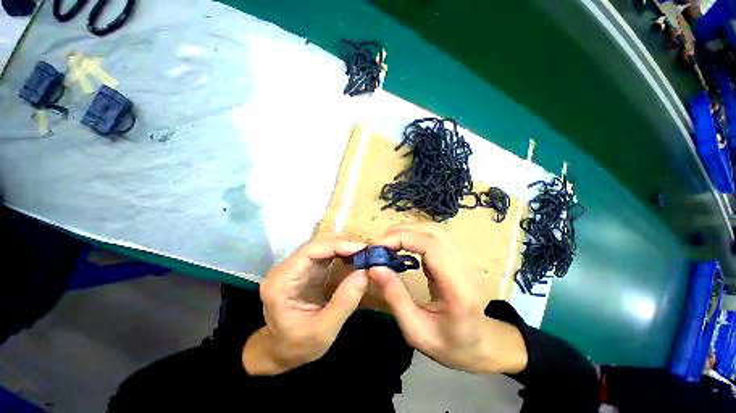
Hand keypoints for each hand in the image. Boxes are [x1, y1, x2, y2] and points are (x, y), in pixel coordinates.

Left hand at [243, 238, 368, 374]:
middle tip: (366, 251)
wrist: (279, 352)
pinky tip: (353, 258)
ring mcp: (294, 268)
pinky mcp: (304, 270)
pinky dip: (340, 254)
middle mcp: (284, 269)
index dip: (336, 245)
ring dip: (342, 248)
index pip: (309, 251)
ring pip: (320, 247)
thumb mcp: (323, 331)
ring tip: (363, 254)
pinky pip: (323, 255)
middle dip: (342, 245)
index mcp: (281, 282)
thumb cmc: (297, 346)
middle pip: (316, 246)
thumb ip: (344, 302)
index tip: (361, 248)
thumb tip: (365, 272)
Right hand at [368, 223, 527, 373]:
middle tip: (380, 247)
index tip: (378, 247)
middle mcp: (465, 266)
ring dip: (407, 232)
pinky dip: (413, 237)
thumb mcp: (416, 330)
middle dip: (401, 233)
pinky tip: (401, 248)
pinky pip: (433, 237)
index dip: (402, 238)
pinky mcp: (457, 256)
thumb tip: (375, 268)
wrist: (481, 344)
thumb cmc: (450, 344)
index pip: (431, 246)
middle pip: (432, 232)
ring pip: (432, 230)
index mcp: (459, 287)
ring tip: (387, 247)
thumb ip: (395, 297)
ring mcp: (464, 258)